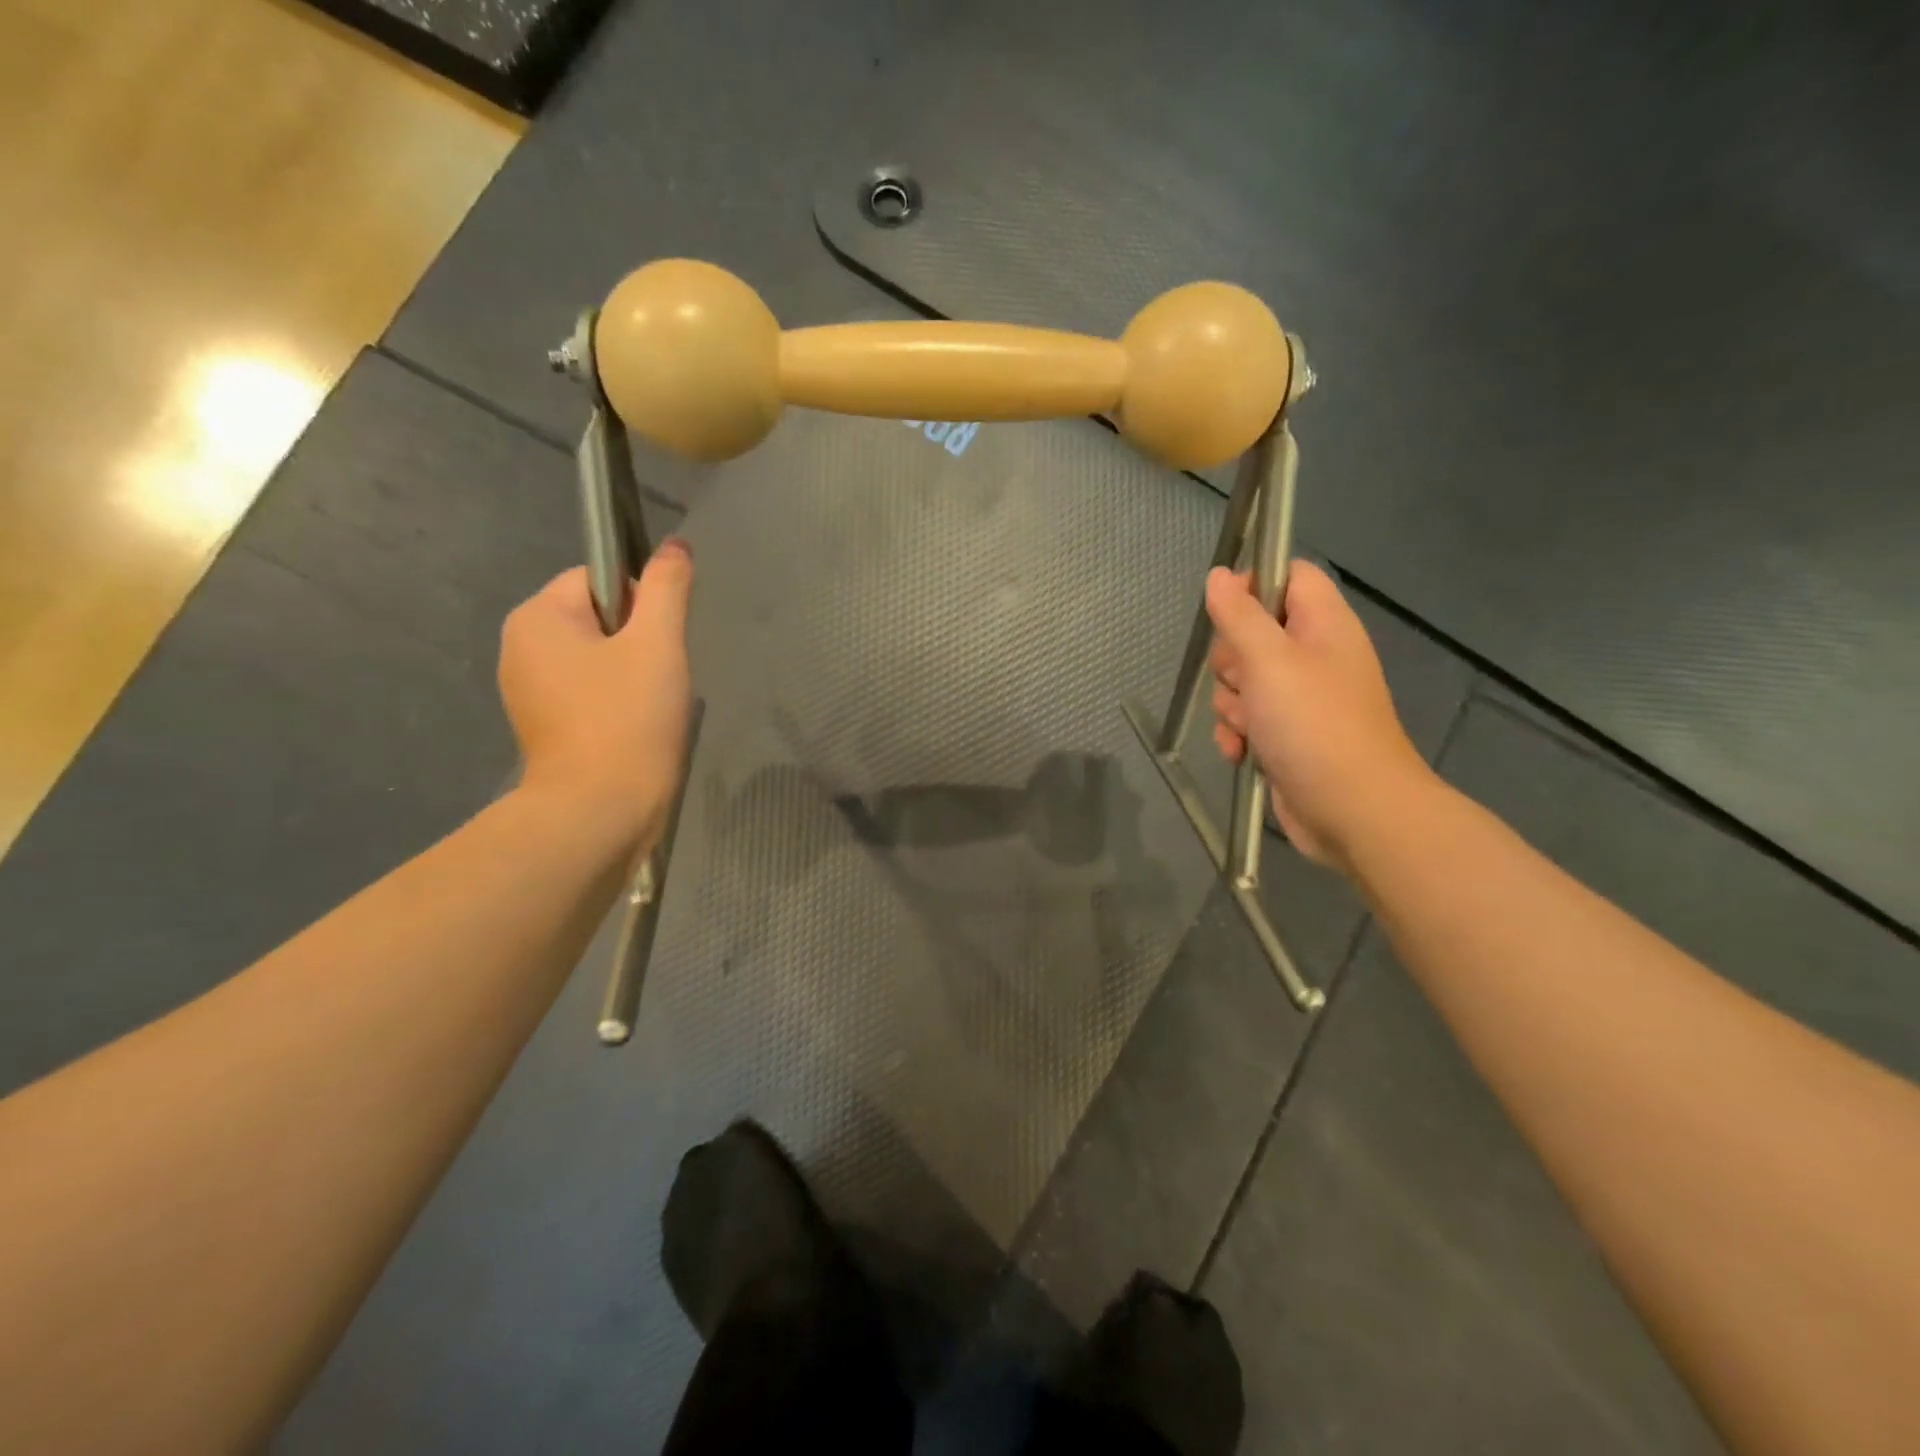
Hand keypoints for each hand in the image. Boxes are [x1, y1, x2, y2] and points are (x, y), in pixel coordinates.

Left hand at [498, 542, 694, 848]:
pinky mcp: (544, 726)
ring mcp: (527, 691)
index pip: (599, 579)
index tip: (658, 645)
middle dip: (637, 642)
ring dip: (632, 673)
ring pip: (598, 658)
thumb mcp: (657, 643)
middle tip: (658, 679)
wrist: (600, 811)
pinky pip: (589, 691)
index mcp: (537, 617)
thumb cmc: (628, 718)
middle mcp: (520, 647)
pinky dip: (616, 702)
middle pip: (598, 618)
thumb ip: (667, 588)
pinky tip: (635, 728)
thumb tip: (676, 546)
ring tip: (649, 707)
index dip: (641, 604)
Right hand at [1206, 560, 1432, 869]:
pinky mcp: (1288, 735)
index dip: (1253, 584)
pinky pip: (1247, 720)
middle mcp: (1314, 655)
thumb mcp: (1268, 660)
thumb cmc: (1313, 724)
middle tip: (1243, 680)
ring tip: (1248, 726)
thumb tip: (1219, 575)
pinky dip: (1238, 734)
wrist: (1353, 810)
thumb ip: (1239, 615)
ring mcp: (1302, 699)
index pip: (1288, 577)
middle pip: (1253, 633)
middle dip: (1231, 661)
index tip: (1224, 611)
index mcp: (1323, 624)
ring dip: (1231, 704)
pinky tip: (1241, 752)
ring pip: (1242, 681)